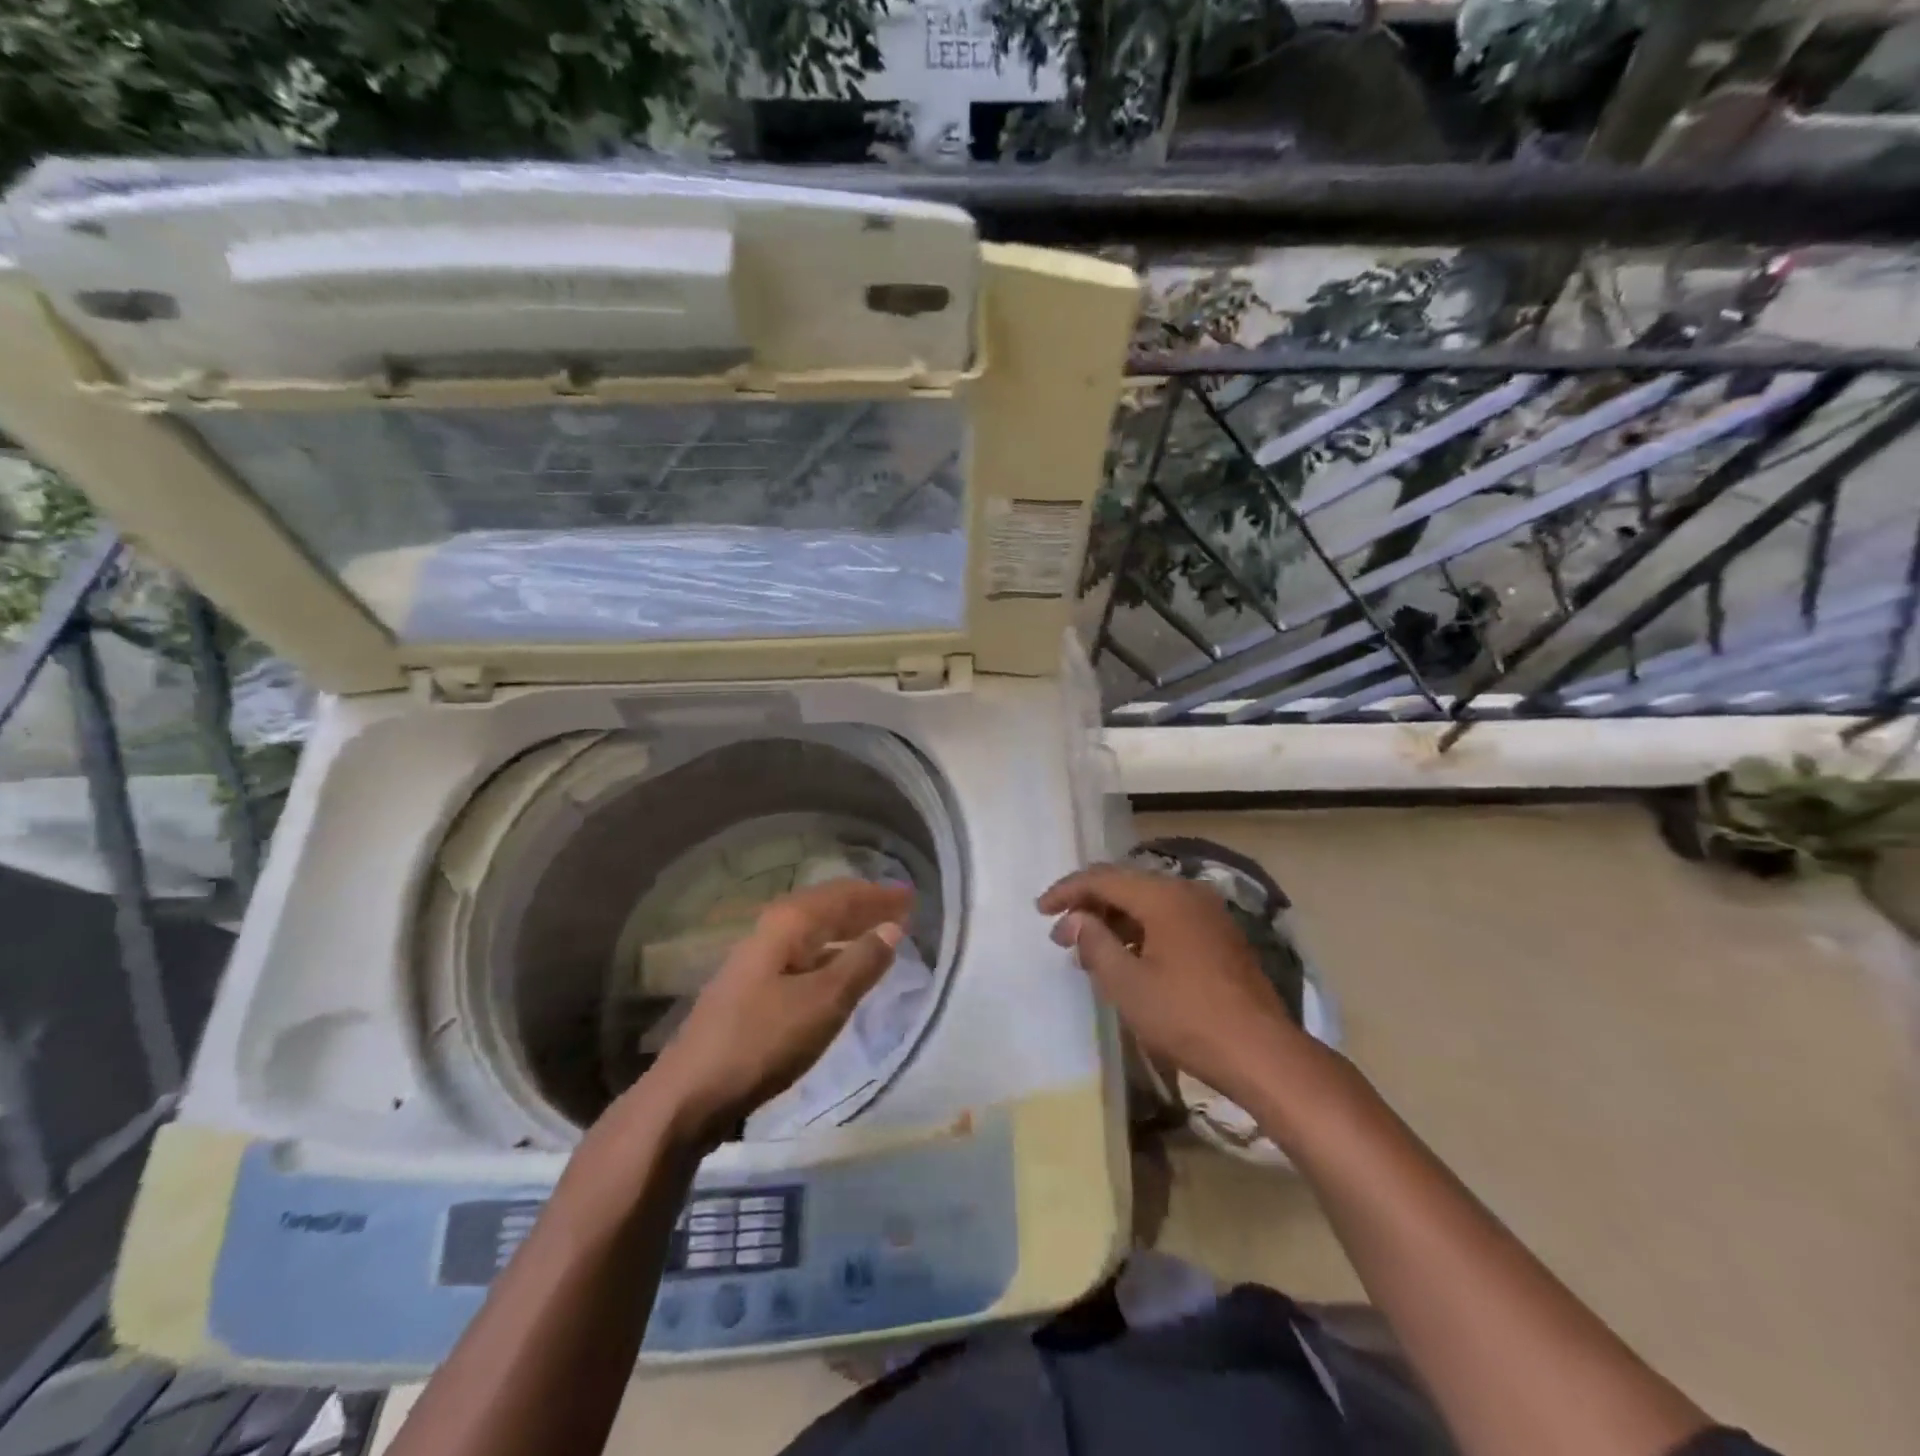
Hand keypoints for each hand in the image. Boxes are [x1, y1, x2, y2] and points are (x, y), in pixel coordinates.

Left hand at [643, 879, 910, 1147]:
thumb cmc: (762, 1041)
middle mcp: (771, 931)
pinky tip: (841, 971)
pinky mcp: (753, 989)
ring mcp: (757, 960)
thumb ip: (861, 962)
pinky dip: (831, 954)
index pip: (842, 895)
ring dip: (848, 929)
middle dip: (864, 907)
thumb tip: (892, 927)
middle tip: (901, 910)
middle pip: (825, 908)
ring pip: (813, 932)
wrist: (690, 1093)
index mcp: (788, 924)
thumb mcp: (823, 1002)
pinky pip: (804, 955)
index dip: (878, 894)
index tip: (911, 896)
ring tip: (879, 935)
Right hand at [1038, 865, 1304, 1105]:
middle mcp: (1188, 893)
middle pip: (1127, 885)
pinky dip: (1140, 931)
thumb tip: (1076, 919)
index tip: (1040, 911)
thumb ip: (1095, 943)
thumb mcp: (1128, 984)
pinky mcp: (1220, 937)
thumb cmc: (1187, 1017)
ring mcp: (1208, 914)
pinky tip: (1126, 959)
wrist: (1261, 1053)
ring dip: (1114, 921)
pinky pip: (1168, 919)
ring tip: (1089, 952)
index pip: (1103, 878)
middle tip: (1062, 936)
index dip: (1067, 891)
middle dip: (1090, 906)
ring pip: (1148, 903)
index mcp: (1164, 897)